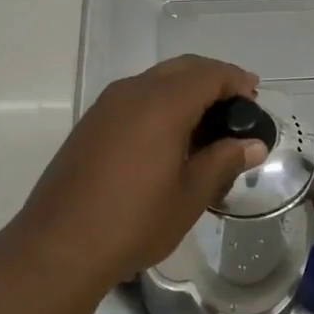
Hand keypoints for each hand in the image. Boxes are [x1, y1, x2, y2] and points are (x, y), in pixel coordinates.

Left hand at [14, 55, 267, 293]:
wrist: (58, 245)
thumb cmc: (134, 221)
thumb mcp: (190, 195)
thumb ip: (223, 161)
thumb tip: (252, 145)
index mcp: (161, 103)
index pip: (208, 73)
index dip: (236, 80)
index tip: (254, 97)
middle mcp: (132, 92)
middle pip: (181, 68)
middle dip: (212, 80)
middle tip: (236, 107)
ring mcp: (106, 106)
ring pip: (155, 80)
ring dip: (185, 91)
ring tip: (206, 125)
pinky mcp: (90, 124)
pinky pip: (135, 98)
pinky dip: (160, 103)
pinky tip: (169, 137)